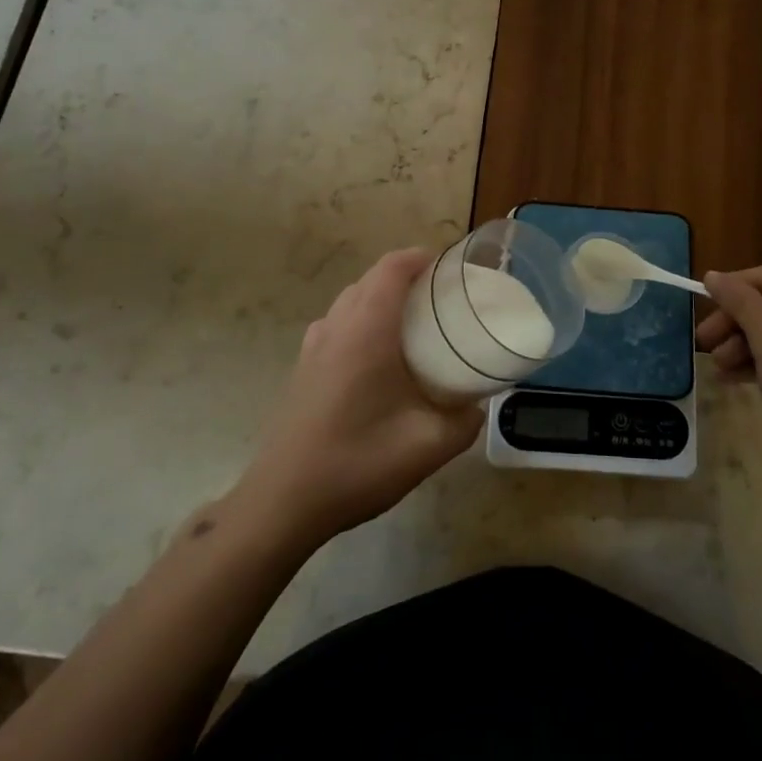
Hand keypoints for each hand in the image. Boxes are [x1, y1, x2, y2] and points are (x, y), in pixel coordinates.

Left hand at [230, 249, 482, 548]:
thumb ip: (464, 421)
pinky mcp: (303, 368)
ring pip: (351, 301)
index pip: (391, 268)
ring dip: (381, 299)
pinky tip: (379, 359)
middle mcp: (337, 326)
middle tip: (442, 299)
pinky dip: (362, 321)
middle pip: (371, 279)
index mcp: (367, 330)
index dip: (420, 257)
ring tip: (414, 325)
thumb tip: (478, 405)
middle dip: (406, 277)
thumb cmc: (357, 462)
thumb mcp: (428, 446)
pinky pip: (338, 324)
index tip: (449, 268)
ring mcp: (313, 347)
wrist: (283, 503)